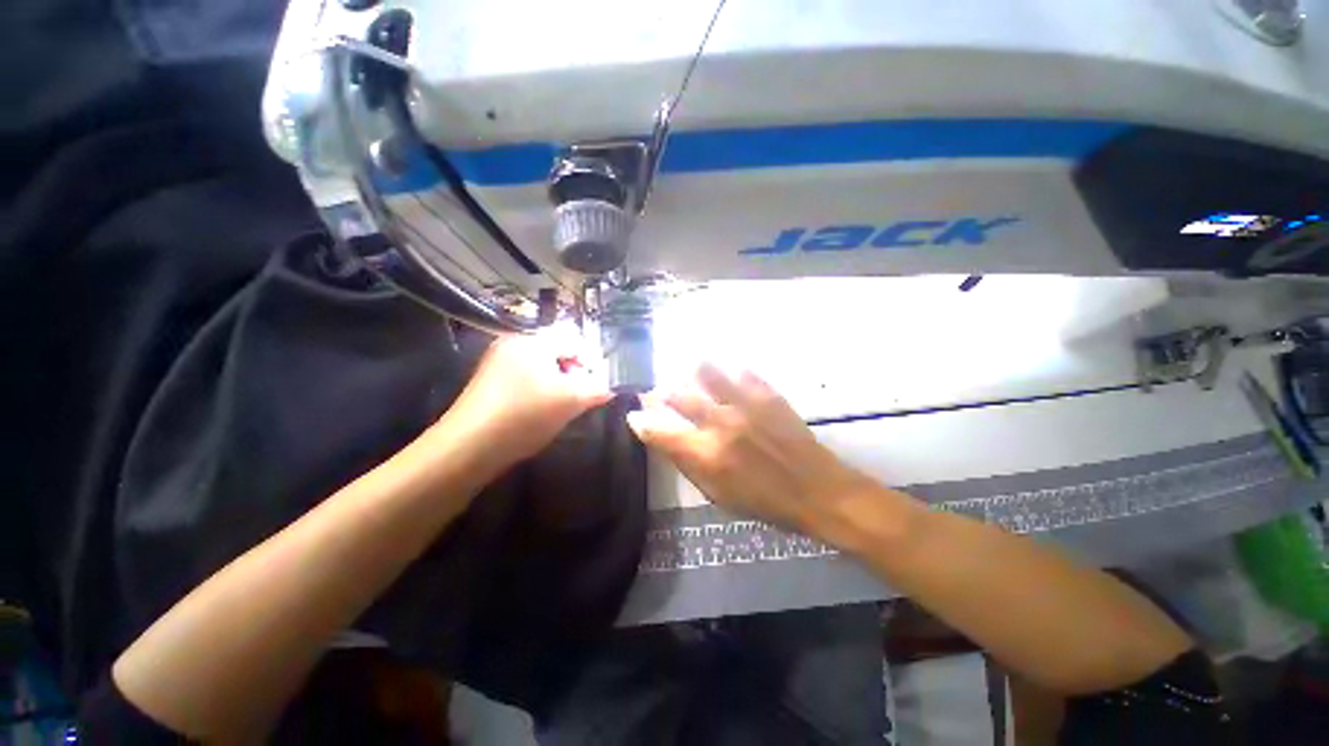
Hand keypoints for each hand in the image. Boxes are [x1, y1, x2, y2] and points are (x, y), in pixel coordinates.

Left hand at [440, 332, 612, 466]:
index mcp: (532, 340)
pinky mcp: (492, 385)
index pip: (575, 341)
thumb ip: (598, 388)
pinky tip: (544, 413)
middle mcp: (513, 344)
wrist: (468, 448)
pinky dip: (543, 393)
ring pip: (544, 369)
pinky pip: (528, 381)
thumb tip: (610, 386)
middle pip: (559, 353)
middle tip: (585, 397)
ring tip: (567, 407)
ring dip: (561, 385)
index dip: (594, 361)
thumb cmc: (525, 414)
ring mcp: (499, 364)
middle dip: (577, 374)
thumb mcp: (571, 400)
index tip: (602, 384)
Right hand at [627, 364, 875, 538]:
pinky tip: (726, 373)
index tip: (635, 414)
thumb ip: (686, 465)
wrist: (816, 489)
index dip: (642, 422)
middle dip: (663, 392)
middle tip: (660, 392)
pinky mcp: (767, 394)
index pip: (660, 432)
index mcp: (707, 455)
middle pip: (679, 396)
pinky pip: (740, 371)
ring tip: (690, 372)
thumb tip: (661, 440)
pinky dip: (728, 370)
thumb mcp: (718, 496)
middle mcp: (721, 424)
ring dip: (693, 372)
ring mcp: (745, 404)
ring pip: (707, 372)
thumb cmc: (764, 501)